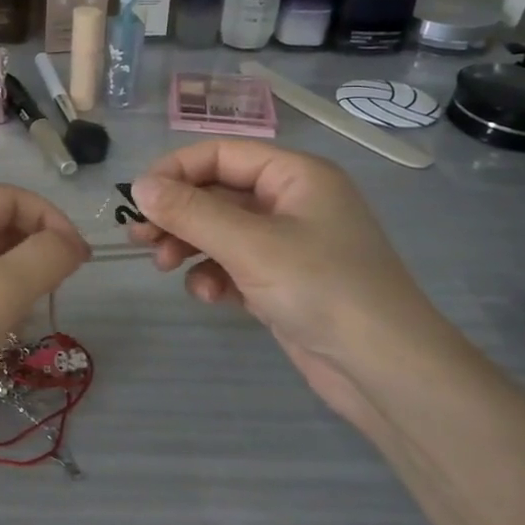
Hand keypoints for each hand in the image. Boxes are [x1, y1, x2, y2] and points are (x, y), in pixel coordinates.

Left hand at [0, 186, 89, 436]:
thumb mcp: (2, 288)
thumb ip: (46, 257)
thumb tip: (73, 244)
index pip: (10, 198)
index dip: (49, 217)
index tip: (78, 255)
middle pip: (2, 226)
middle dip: (38, 248)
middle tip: (62, 283)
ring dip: (24, 278)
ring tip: (37, 308)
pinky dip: (5, 302)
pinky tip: (12, 329)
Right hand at [128, 141, 464, 420]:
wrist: (387, 371)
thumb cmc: (322, 289)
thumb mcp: (249, 245)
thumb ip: (190, 212)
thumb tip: (138, 186)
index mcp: (295, 175)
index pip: (222, 154)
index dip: (176, 170)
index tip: (138, 199)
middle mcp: (291, 202)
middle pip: (217, 193)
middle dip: (177, 214)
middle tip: (138, 238)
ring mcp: (288, 244)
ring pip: (220, 230)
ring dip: (188, 245)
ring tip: (162, 266)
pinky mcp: (283, 282)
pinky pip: (234, 264)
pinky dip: (213, 275)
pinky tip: (207, 296)